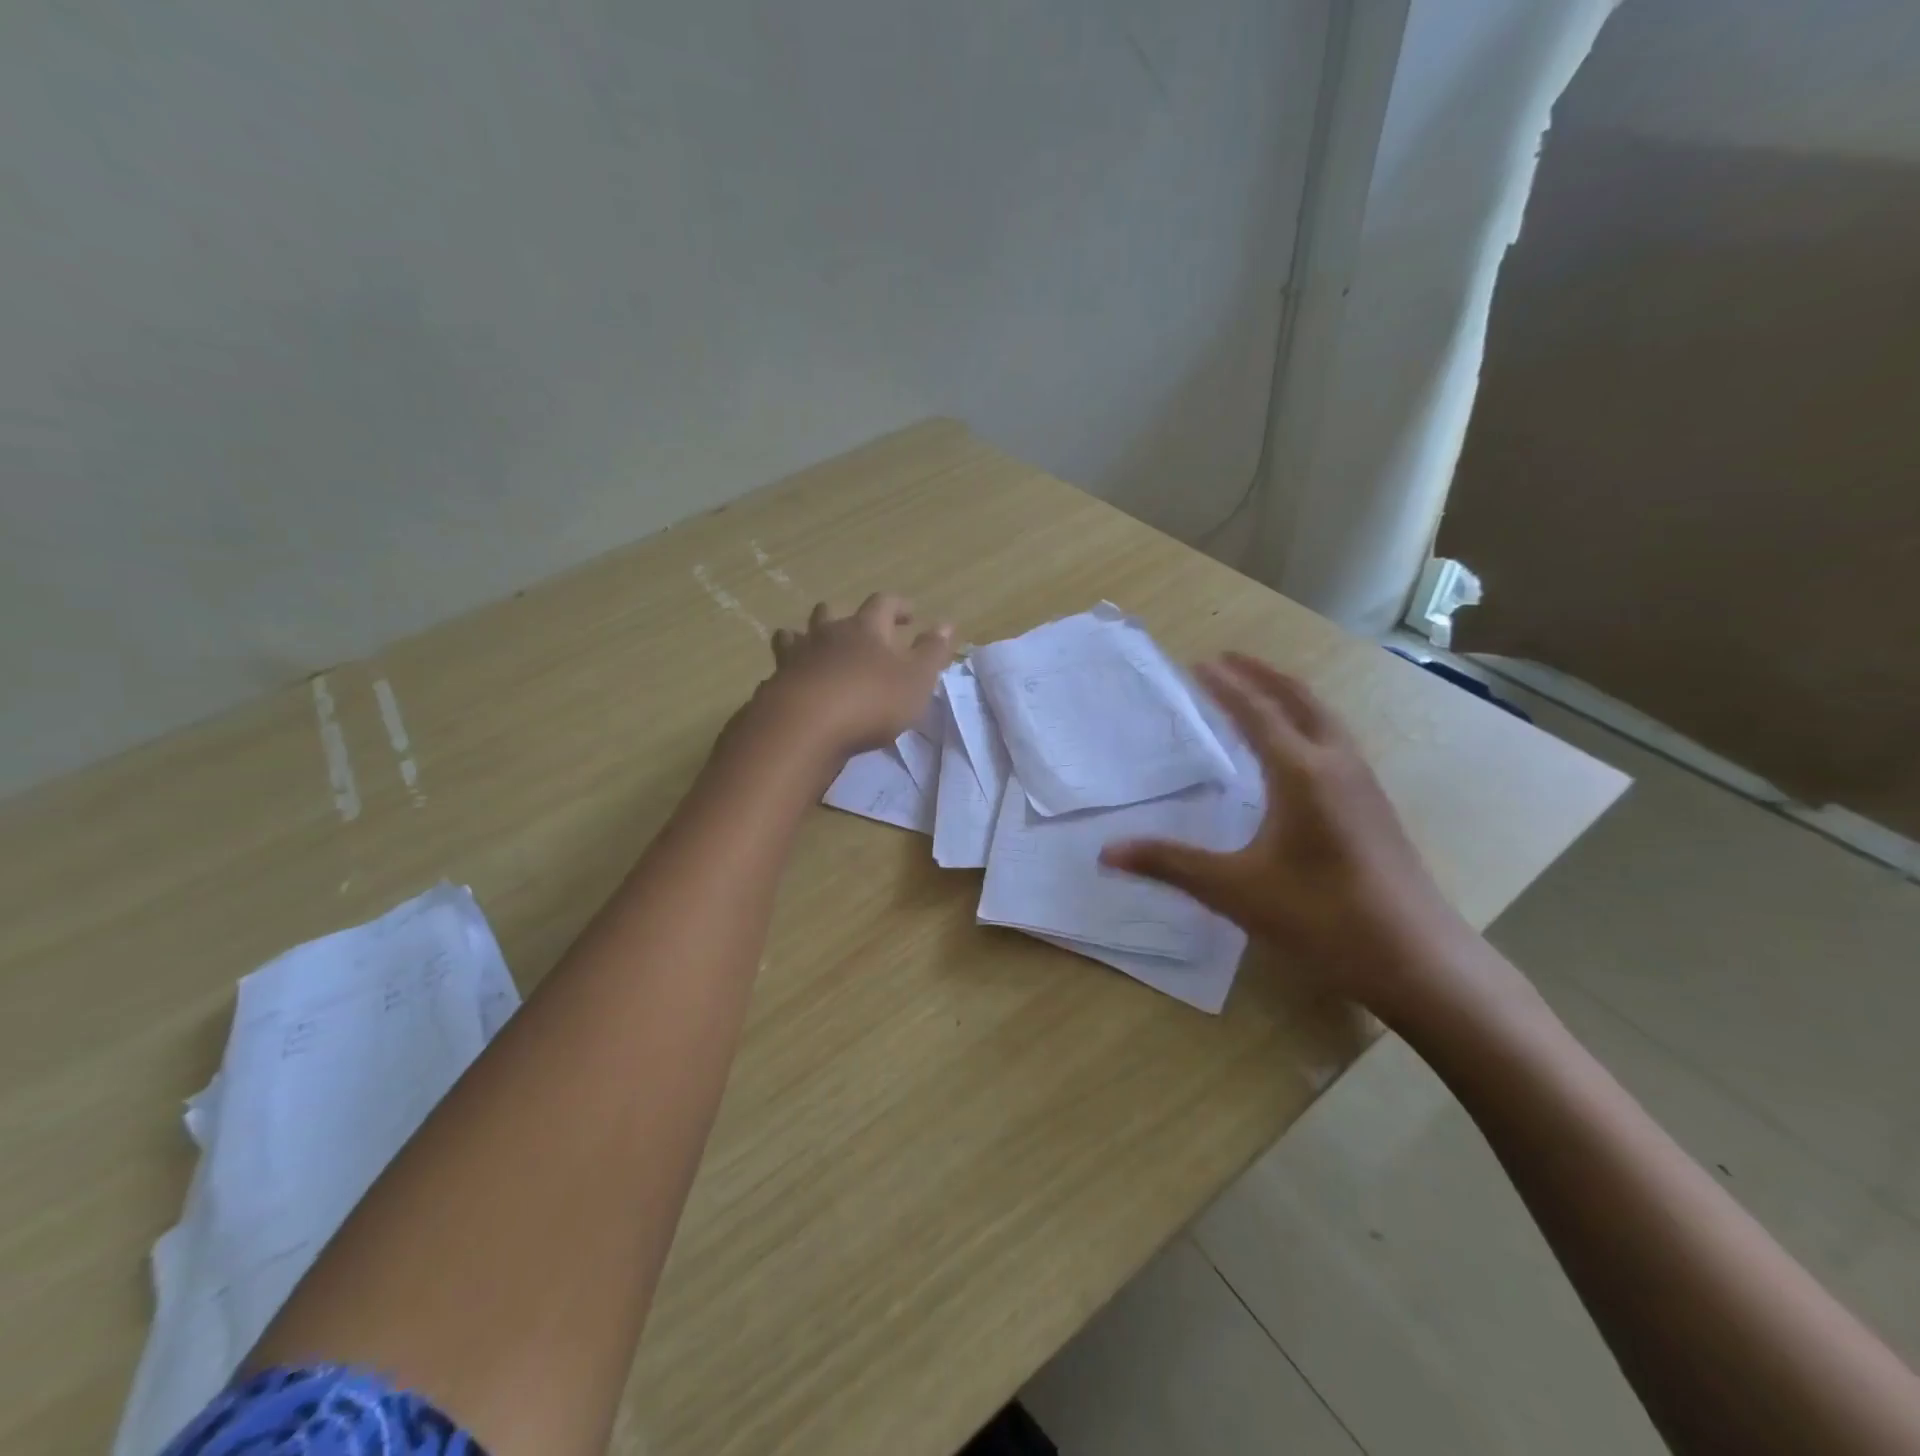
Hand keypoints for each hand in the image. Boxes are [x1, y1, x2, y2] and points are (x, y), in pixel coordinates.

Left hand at [748, 593, 953, 761]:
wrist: (804, 727)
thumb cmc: (870, 701)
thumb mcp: (916, 680)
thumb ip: (932, 652)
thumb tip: (947, 623)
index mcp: (865, 629)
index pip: (883, 604)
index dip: (898, 606)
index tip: (910, 614)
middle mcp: (827, 635)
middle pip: (831, 613)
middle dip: (845, 616)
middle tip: (859, 628)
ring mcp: (795, 658)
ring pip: (796, 636)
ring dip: (807, 637)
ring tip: (816, 649)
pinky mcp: (774, 684)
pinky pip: (780, 669)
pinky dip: (789, 672)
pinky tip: (794, 685)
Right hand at [1101, 653, 1484, 1024]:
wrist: (1416, 958)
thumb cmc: (1320, 916)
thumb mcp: (1234, 890)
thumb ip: (1170, 864)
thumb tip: (1107, 852)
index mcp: (1300, 773)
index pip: (1256, 713)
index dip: (1225, 687)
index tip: (1200, 663)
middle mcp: (1336, 765)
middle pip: (1299, 700)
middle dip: (1263, 675)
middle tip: (1230, 659)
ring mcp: (1363, 784)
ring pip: (1325, 719)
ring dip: (1290, 696)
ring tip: (1262, 690)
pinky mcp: (1375, 807)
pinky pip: (1336, 742)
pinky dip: (1309, 723)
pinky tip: (1299, 752)